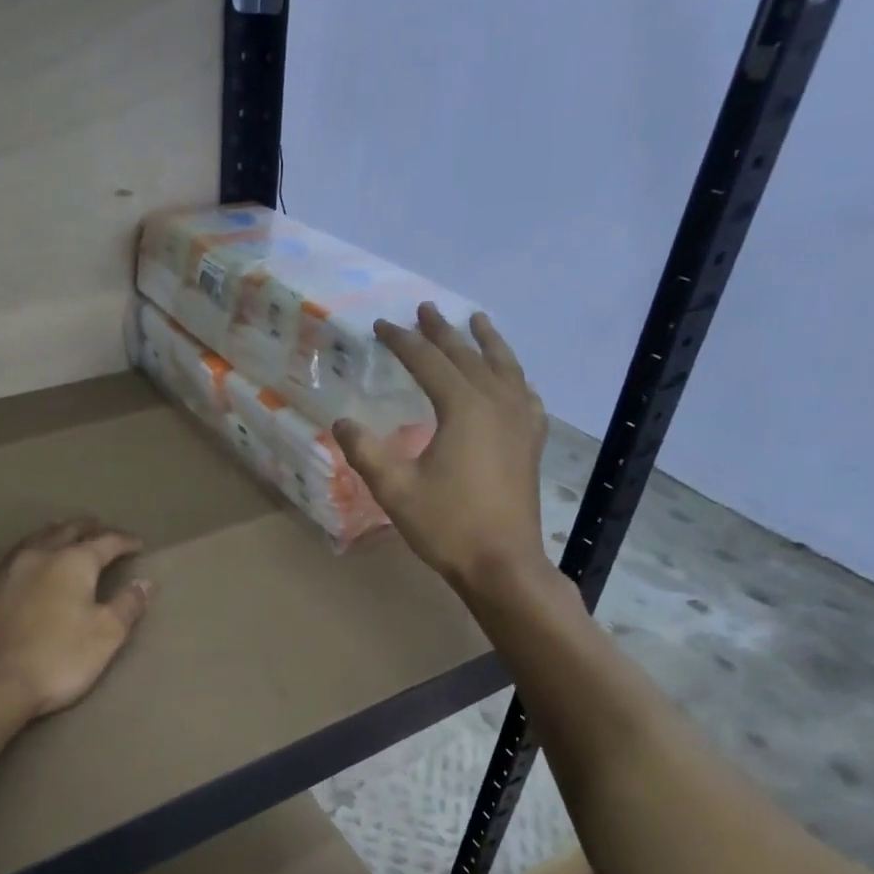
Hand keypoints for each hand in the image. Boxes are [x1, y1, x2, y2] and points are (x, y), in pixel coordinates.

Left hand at [0, 518, 155, 720]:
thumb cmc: (57, 658)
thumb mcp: (106, 635)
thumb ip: (127, 605)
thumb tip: (145, 583)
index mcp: (73, 562)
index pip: (106, 542)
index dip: (124, 541)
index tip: (138, 544)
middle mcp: (38, 555)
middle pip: (67, 531)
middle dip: (87, 528)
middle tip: (100, 526)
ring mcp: (5, 570)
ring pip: (33, 539)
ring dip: (53, 532)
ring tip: (62, 529)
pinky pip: (4, 558)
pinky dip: (19, 551)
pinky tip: (16, 556)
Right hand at [333, 305, 550, 593]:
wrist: (502, 563)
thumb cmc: (447, 526)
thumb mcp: (395, 489)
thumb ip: (366, 451)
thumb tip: (342, 423)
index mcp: (464, 408)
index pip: (428, 361)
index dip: (402, 341)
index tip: (381, 325)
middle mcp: (496, 403)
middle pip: (467, 356)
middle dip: (442, 332)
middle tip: (425, 309)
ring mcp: (520, 421)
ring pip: (504, 367)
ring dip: (486, 342)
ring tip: (476, 321)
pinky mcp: (531, 442)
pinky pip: (525, 395)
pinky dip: (514, 378)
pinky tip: (512, 379)